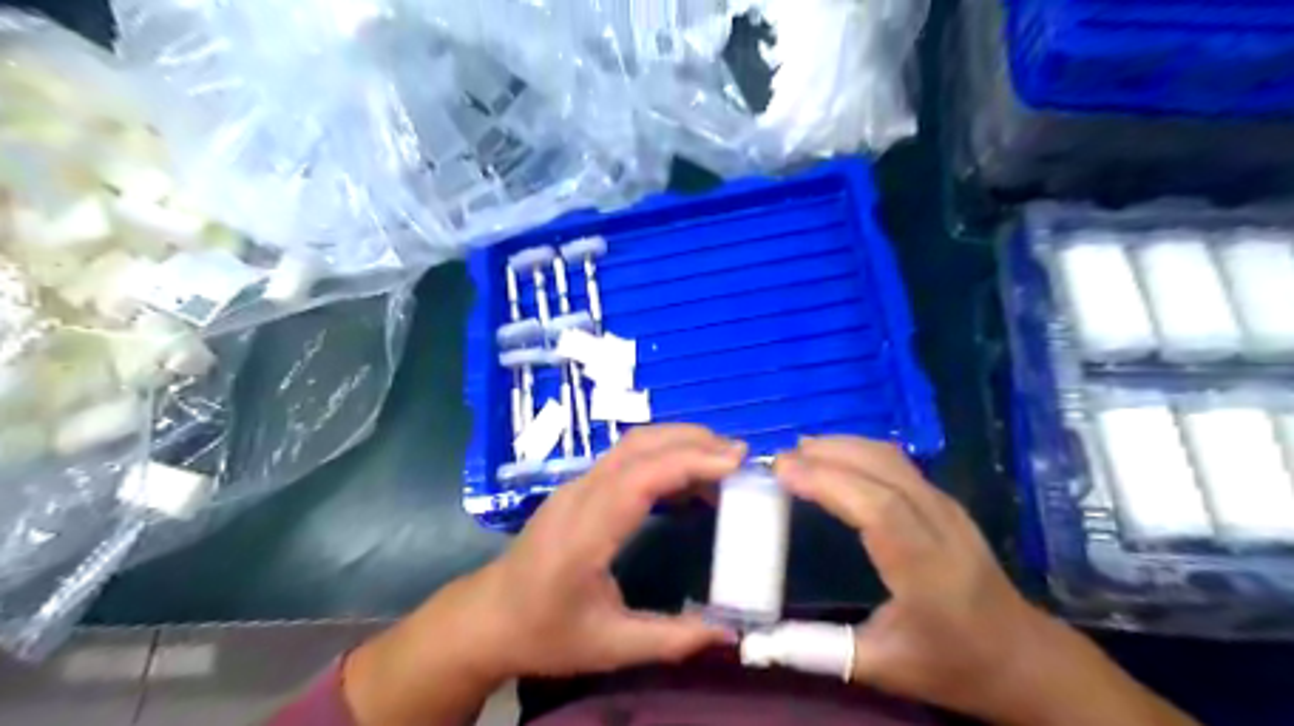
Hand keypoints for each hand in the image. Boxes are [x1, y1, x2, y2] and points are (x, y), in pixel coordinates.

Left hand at [346, 426, 747, 725]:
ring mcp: (577, 486)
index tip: (736, 463)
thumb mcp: (609, 646)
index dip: (689, 463)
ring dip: (679, 442)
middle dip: (693, 442)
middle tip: (741, 458)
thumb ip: (671, 638)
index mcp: (584, 533)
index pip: (640, 479)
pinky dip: (664, 456)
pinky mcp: (580, 487)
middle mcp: (579, 496)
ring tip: (723, 464)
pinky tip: (688, 483)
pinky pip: (626, 458)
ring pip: (632, 445)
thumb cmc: (544, 632)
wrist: (488, 617)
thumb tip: (728, 633)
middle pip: (639, 447)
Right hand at [772, 436, 1196, 725]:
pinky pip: (897, 463)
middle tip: (779, 459)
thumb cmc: (954, 665)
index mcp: (927, 569)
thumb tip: (757, 639)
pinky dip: (858, 452)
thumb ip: (818, 650)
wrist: (1025, 658)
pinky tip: (834, 460)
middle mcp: (940, 526)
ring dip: (842, 446)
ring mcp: (946, 507)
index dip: (827, 481)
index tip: (781, 471)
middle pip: (883, 469)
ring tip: (799, 453)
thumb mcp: (883, 667)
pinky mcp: (944, 502)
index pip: (877, 508)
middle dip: (827, 454)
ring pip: (891, 458)